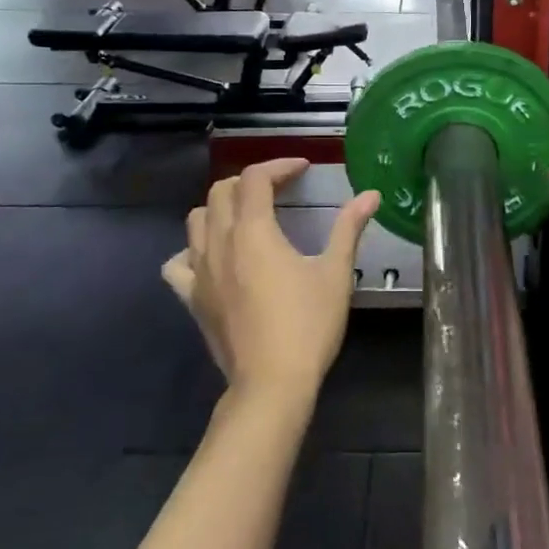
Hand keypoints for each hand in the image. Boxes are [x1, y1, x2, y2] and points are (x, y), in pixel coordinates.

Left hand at [162, 159, 380, 404]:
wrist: (271, 383)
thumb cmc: (308, 325)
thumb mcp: (335, 273)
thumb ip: (349, 228)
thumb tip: (370, 195)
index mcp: (254, 231)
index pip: (255, 178)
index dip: (279, 165)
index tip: (302, 169)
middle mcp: (219, 243)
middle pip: (221, 191)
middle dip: (250, 182)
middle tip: (279, 189)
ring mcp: (199, 272)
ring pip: (196, 220)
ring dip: (220, 208)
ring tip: (247, 217)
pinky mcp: (191, 299)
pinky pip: (178, 263)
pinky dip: (192, 250)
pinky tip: (213, 258)